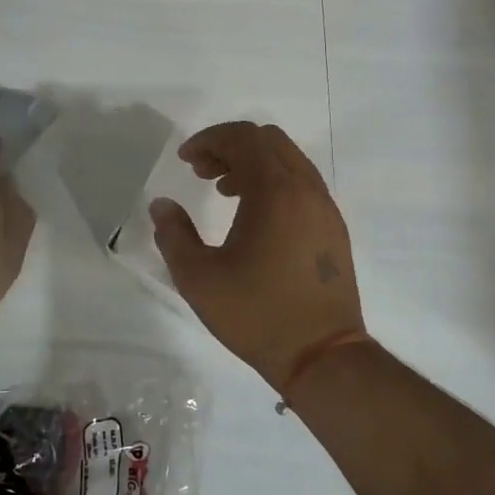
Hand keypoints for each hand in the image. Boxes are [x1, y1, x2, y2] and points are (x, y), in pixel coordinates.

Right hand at [149, 121, 366, 390]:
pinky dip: (275, 181)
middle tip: (201, 172)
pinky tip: (254, 215)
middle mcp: (305, 188)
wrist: (323, 356)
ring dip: (253, 163)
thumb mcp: (199, 279)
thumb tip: (161, 205)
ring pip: (288, 159)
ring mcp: (325, 207)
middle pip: (267, 140)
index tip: (184, 160)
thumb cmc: (257, 315)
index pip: (243, 138)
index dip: (209, 140)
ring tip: (224, 191)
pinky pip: (302, 182)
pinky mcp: (333, 227)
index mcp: (275, 191)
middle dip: (230, 146)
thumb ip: (174, 235)